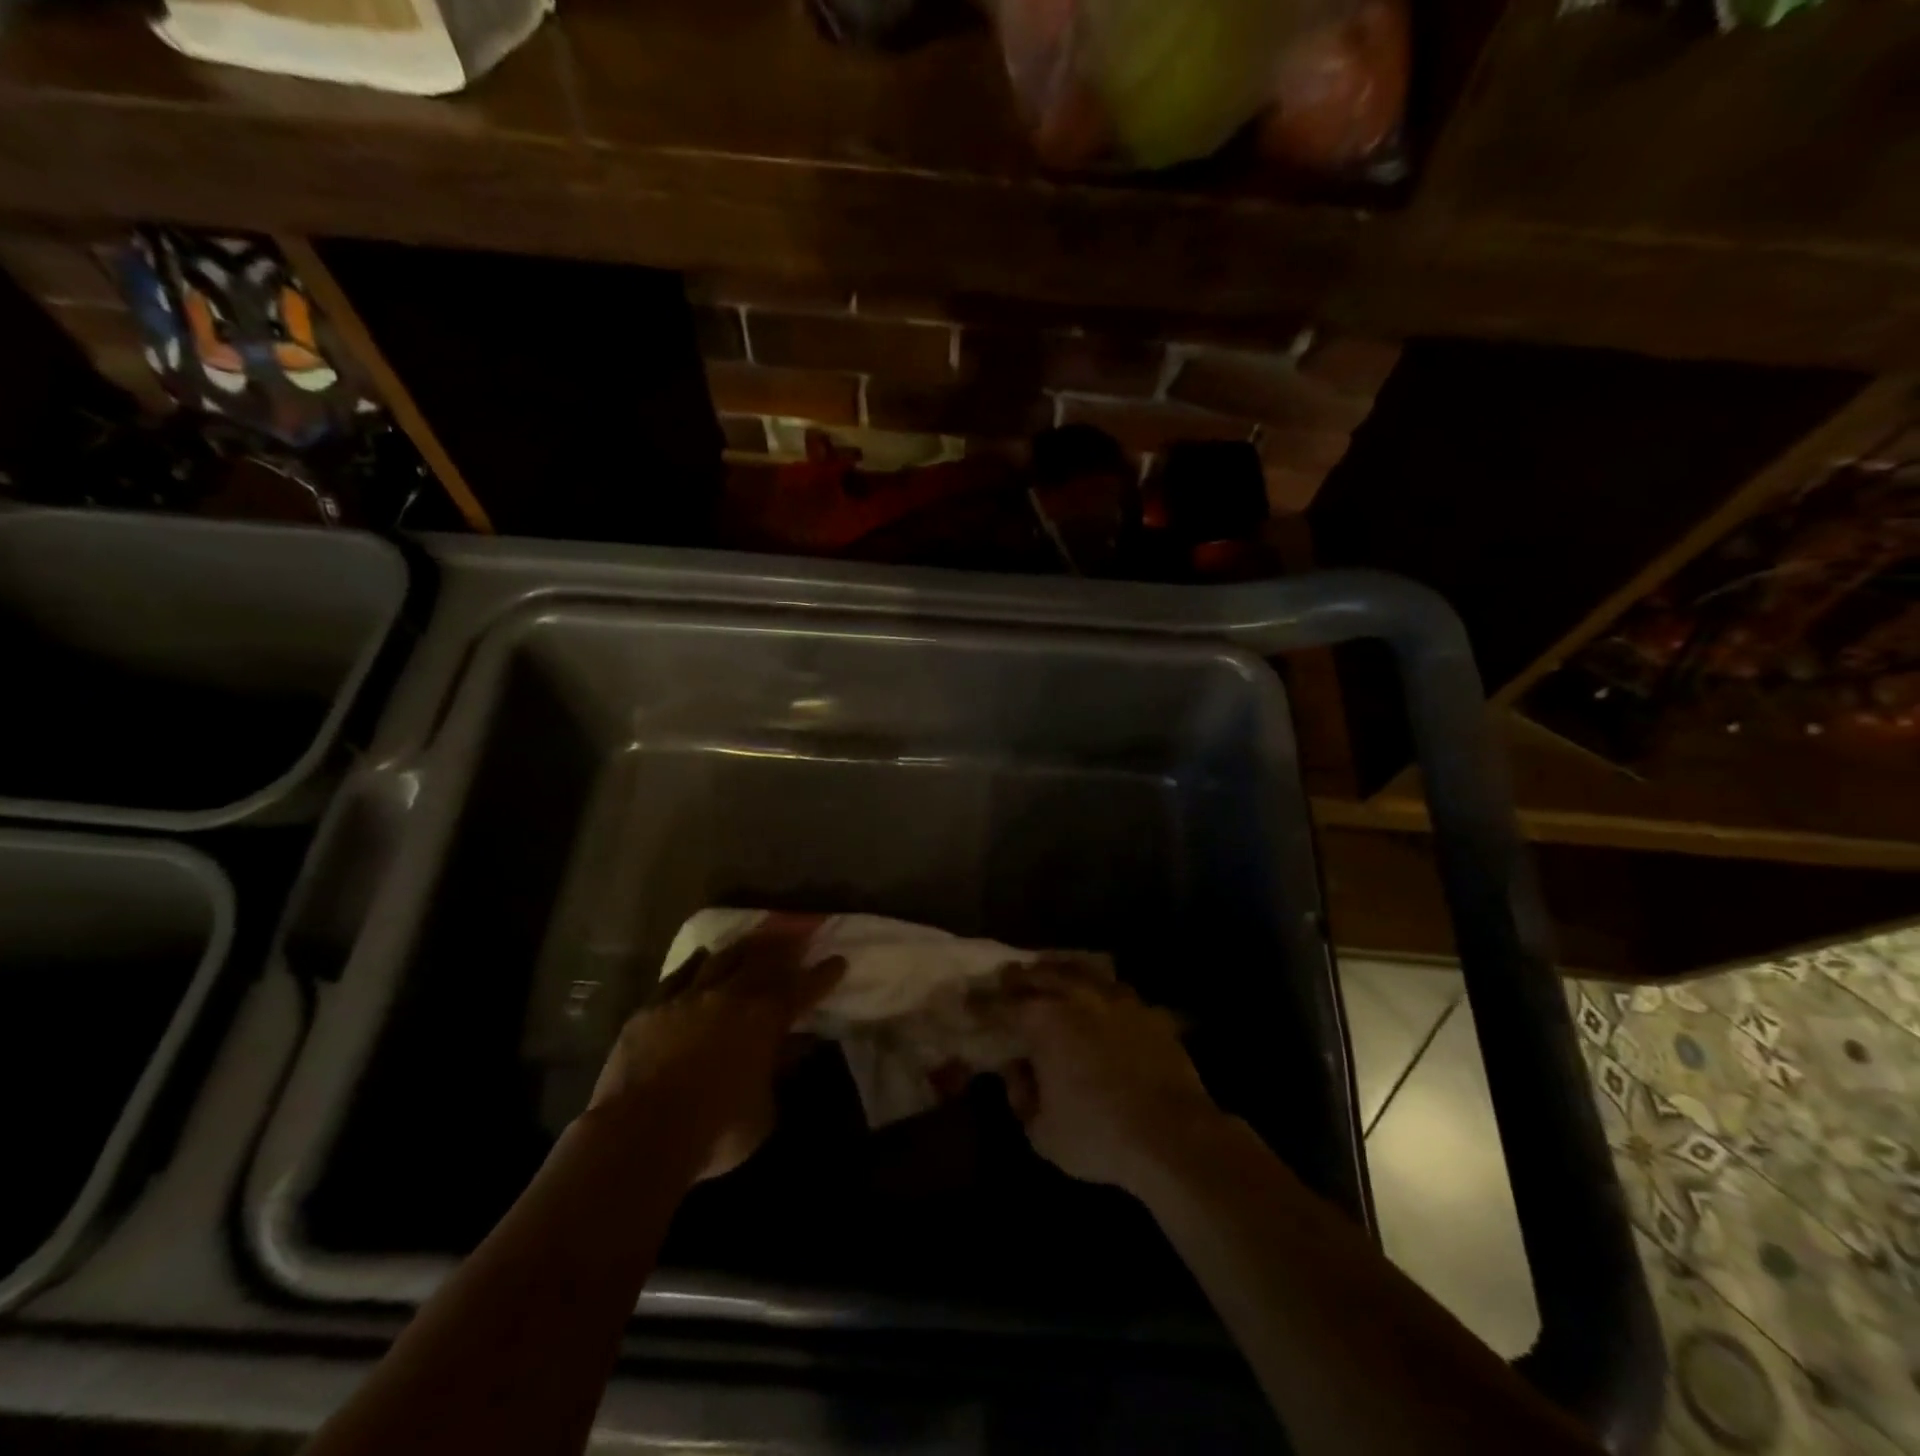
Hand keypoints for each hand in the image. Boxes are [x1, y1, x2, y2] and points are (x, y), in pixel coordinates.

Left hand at [588, 915, 844, 1180]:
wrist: (639, 1135)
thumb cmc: (714, 1132)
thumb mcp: (762, 1112)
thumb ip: (776, 1074)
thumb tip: (790, 1050)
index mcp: (765, 1019)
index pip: (804, 989)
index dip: (823, 975)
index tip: (838, 960)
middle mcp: (731, 997)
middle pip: (764, 960)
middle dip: (785, 946)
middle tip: (798, 935)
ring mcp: (689, 997)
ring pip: (723, 958)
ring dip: (744, 947)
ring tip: (756, 938)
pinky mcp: (652, 1007)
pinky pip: (679, 975)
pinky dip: (697, 963)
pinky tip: (702, 956)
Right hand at [997, 961, 1224, 1194]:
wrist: (1172, 1135)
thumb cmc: (1098, 1135)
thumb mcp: (1043, 1131)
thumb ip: (1022, 1096)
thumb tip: (1018, 1071)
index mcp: (1043, 1020)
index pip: (1000, 1005)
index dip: (980, 1003)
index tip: (966, 999)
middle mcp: (1076, 996)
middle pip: (1039, 974)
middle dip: (1017, 976)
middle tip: (1004, 977)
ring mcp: (1115, 998)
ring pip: (1079, 970)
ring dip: (1056, 969)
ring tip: (1046, 969)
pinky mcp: (1146, 1010)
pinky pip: (1114, 986)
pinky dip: (1097, 985)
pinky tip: (1097, 992)